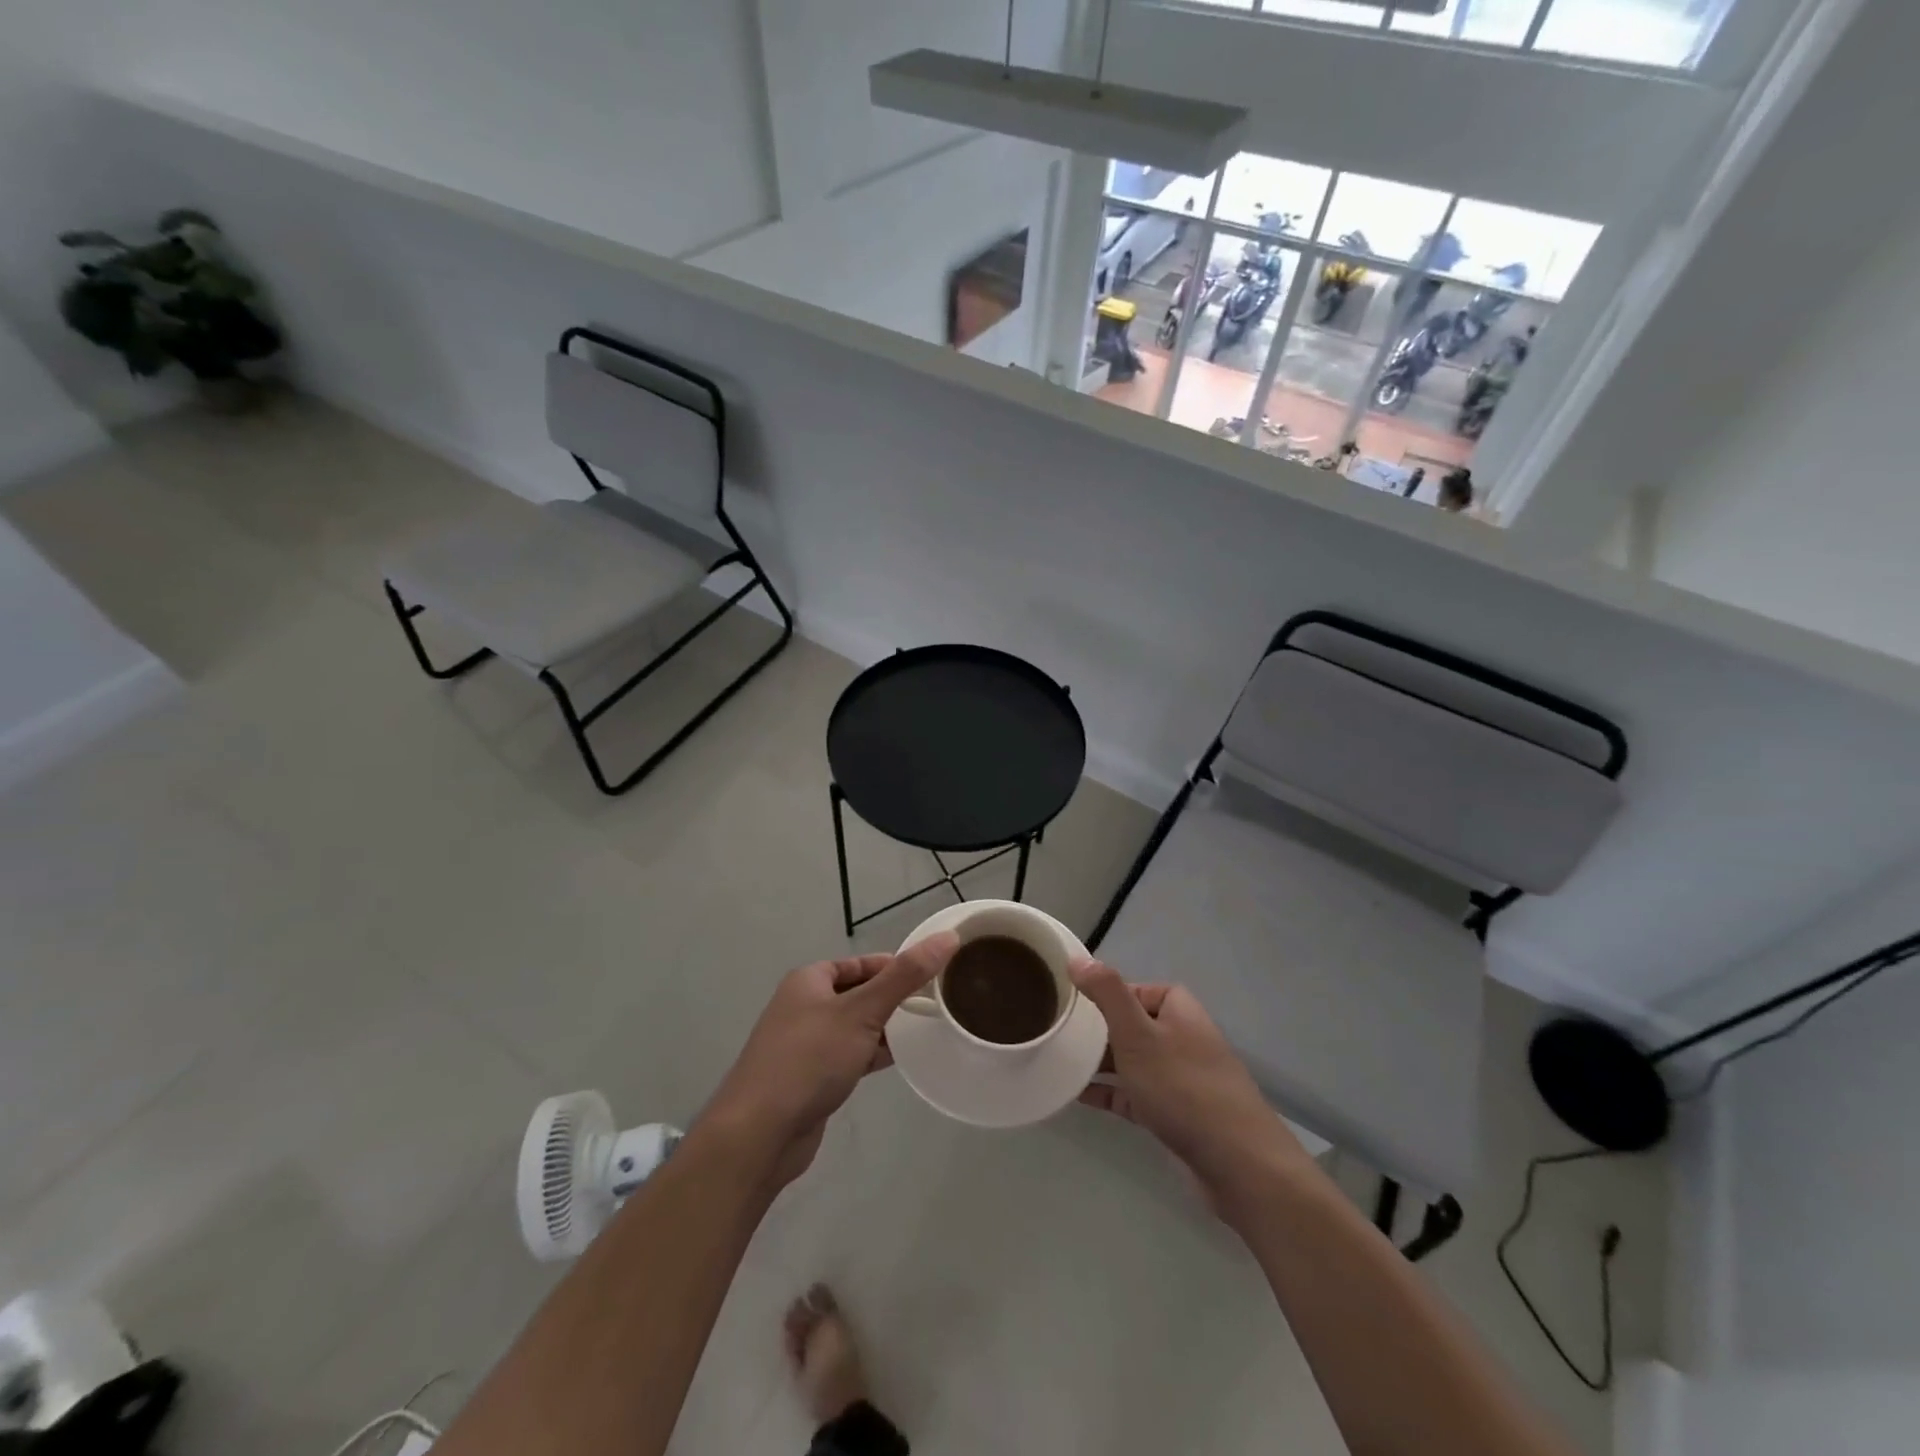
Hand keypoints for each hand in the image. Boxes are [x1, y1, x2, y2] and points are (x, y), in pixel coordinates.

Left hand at [700, 933, 957, 1187]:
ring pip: (854, 1027)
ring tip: (924, 1032)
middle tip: (933, 1006)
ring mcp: (804, 1045)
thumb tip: (947, 936)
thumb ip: (905, 976)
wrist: (759, 1134)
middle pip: (858, 993)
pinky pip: (848, 1056)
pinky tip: (897, 1062)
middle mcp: (803, 1006)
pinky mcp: (809, 1079)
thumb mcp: (863, 1011)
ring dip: (884, 1029)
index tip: (932, 978)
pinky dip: (871, 1055)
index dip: (895, 967)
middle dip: (893, 1000)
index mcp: (809, 980)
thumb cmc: (810, 1059)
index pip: (861, 963)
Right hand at [1072, 958, 1310, 1215]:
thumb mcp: (1137, 1033)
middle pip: (1131, 1024)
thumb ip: (1107, 993)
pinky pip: (1133, 1095)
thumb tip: (1076, 957)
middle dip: (1096, 1029)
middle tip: (1058, 1032)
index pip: (1135, 989)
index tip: (1070, 1003)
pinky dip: (1108, 1093)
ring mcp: (1179, 1078)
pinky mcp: (1174, 1114)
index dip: (1104, 994)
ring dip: (1099, 1062)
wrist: (1238, 1165)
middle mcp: (1181, 1038)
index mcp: (1178, 1010)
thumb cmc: (1183, 1087)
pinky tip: (1075, 1095)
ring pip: (1131, 1061)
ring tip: (1058, 1060)